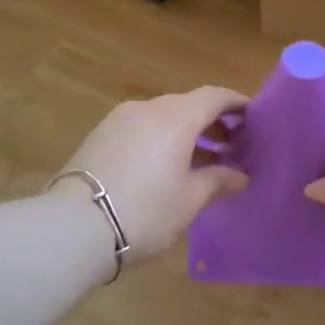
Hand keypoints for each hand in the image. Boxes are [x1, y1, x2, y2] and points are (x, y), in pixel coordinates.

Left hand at [54, 86, 249, 265]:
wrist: (73, 228)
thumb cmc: (145, 212)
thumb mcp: (189, 201)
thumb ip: (217, 180)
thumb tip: (240, 175)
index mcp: (176, 118)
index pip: (214, 96)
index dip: (236, 103)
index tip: (251, 116)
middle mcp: (147, 108)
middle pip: (187, 104)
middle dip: (211, 121)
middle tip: (230, 147)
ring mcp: (118, 119)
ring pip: (161, 116)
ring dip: (184, 131)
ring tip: (198, 159)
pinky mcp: (98, 135)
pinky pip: (139, 127)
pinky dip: (159, 138)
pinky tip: (163, 165)